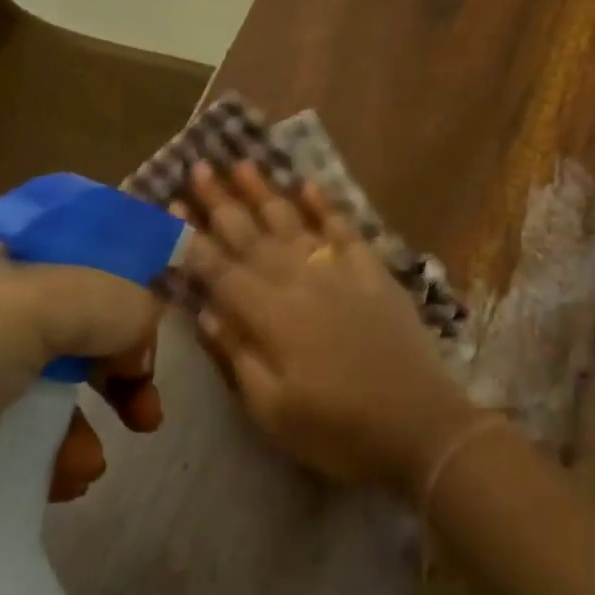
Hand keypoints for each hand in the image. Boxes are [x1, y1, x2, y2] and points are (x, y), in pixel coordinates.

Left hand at [0, 236, 160, 524]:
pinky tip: (62, 482)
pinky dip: (57, 453)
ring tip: (90, 467)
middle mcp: (7, 301)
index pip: (102, 251)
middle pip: (92, 320)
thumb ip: (113, 305)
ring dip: (94, 421)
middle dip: (128, 364)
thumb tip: (142, 338)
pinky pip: (34, 427)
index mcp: (22, 257)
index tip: (153, 335)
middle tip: (147, 410)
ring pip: (68, 381)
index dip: (137, 287)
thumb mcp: (38, 307)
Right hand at [176, 162, 479, 496]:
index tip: (171, 206)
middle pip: (252, 236)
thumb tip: (204, 311)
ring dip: (265, 192)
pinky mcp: (374, 274)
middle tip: (198, 168)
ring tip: (243, 162)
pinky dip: (326, 206)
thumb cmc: (339, 431)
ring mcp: (341, 273)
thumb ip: (237, 355)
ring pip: (294, 223)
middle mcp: (300, 283)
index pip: (220, 270)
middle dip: (221, 202)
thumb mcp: (273, 411)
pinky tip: (309, 184)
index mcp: (271, 318)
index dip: (193, 240)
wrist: (423, 428)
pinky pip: (346, 230)